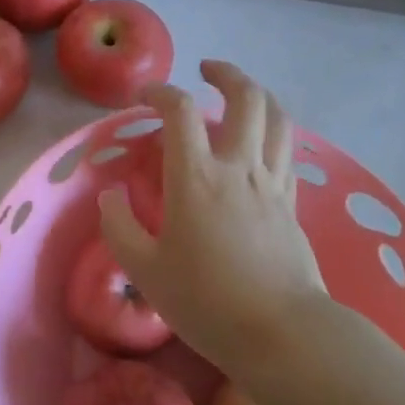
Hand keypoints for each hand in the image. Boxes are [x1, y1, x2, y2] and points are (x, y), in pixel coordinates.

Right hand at [98, 61, 326, 370]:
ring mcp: (272, 183)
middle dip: (226, 74)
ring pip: (277, 118)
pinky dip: (274, 132)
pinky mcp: (292, 203)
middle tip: (205, 70)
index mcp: (197, 178)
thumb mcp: (146, 271)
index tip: (143, 98)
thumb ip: (120, 227)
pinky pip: (288, 151)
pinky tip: (260, 142)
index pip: (179, 111)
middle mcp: (239, 168)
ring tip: (239, 93)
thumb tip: (112, 195)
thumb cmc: (207, 302)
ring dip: (258, 94)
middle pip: (246, 98)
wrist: (282, 335)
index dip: (159, 92)